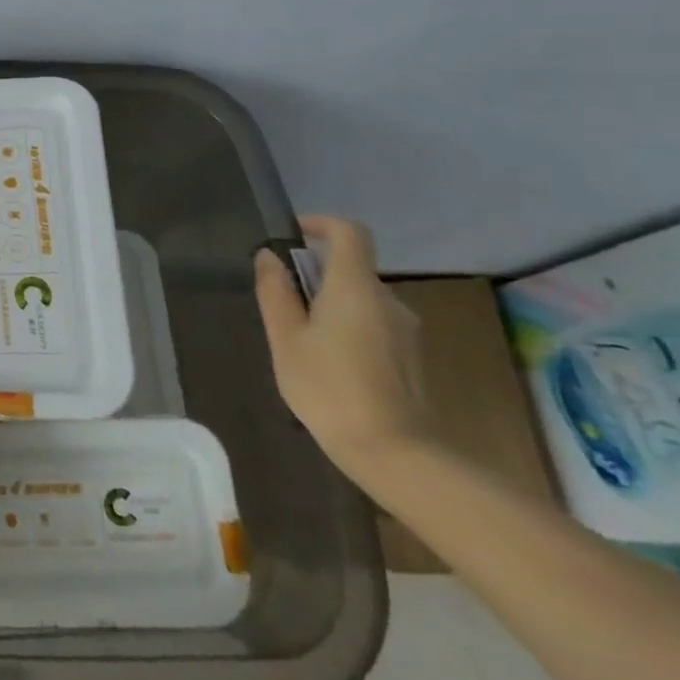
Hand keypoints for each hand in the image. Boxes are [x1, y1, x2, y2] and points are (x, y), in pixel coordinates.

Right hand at [254, 214, 434, 482]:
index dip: (321, 224)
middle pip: (351, 269)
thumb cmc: (330, 388)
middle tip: (282, 304)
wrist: (397, 455)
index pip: (350, 232)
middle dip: (315, 275)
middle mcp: (388, 300)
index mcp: (356, 287)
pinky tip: (329, 365)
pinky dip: (348, 328)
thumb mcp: (286, 339)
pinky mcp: (411, 358)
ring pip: (361, 300)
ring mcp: (406, 331)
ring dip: (330, 305)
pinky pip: (373, 325)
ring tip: (301, 341)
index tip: (292, 236)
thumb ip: (276, 292)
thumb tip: (268, 257)